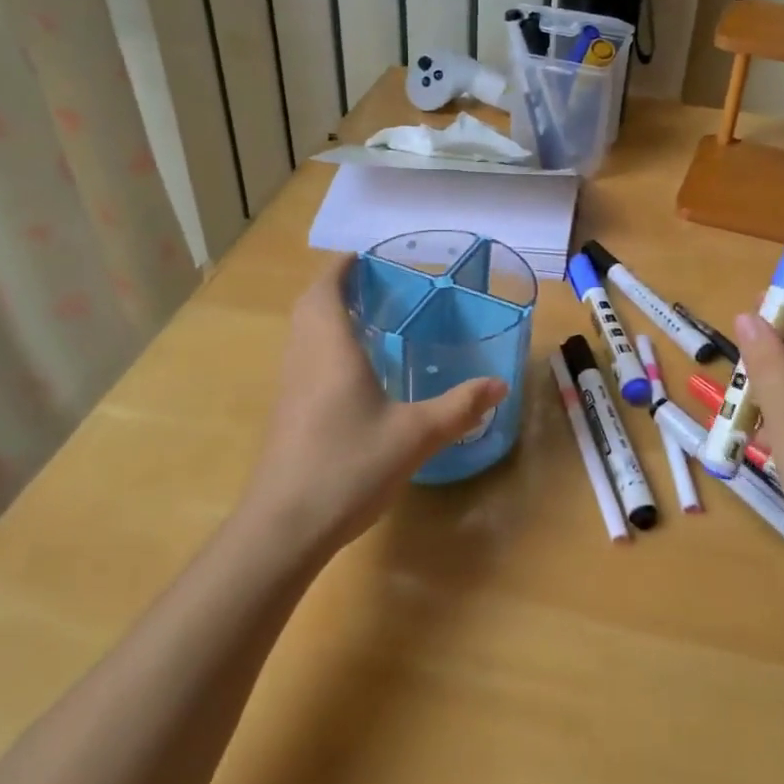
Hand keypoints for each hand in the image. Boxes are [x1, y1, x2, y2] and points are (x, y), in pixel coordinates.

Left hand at [240, 256, 505, 557]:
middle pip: (309, 307)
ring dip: (325, 316)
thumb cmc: (349, 467)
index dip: (341, 267)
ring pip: (302, 334)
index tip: (362, 256)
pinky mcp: (285, 414)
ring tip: (364, 319)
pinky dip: (322, 346)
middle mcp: (304, 359)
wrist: (283, 528)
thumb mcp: (416, 435)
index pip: (326, 290)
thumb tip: (499, 384)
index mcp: (331, 349)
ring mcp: (289, 388)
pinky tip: (350, 372)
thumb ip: (459, 407)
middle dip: (334, 288)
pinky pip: (302, 360)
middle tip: (371, 285)